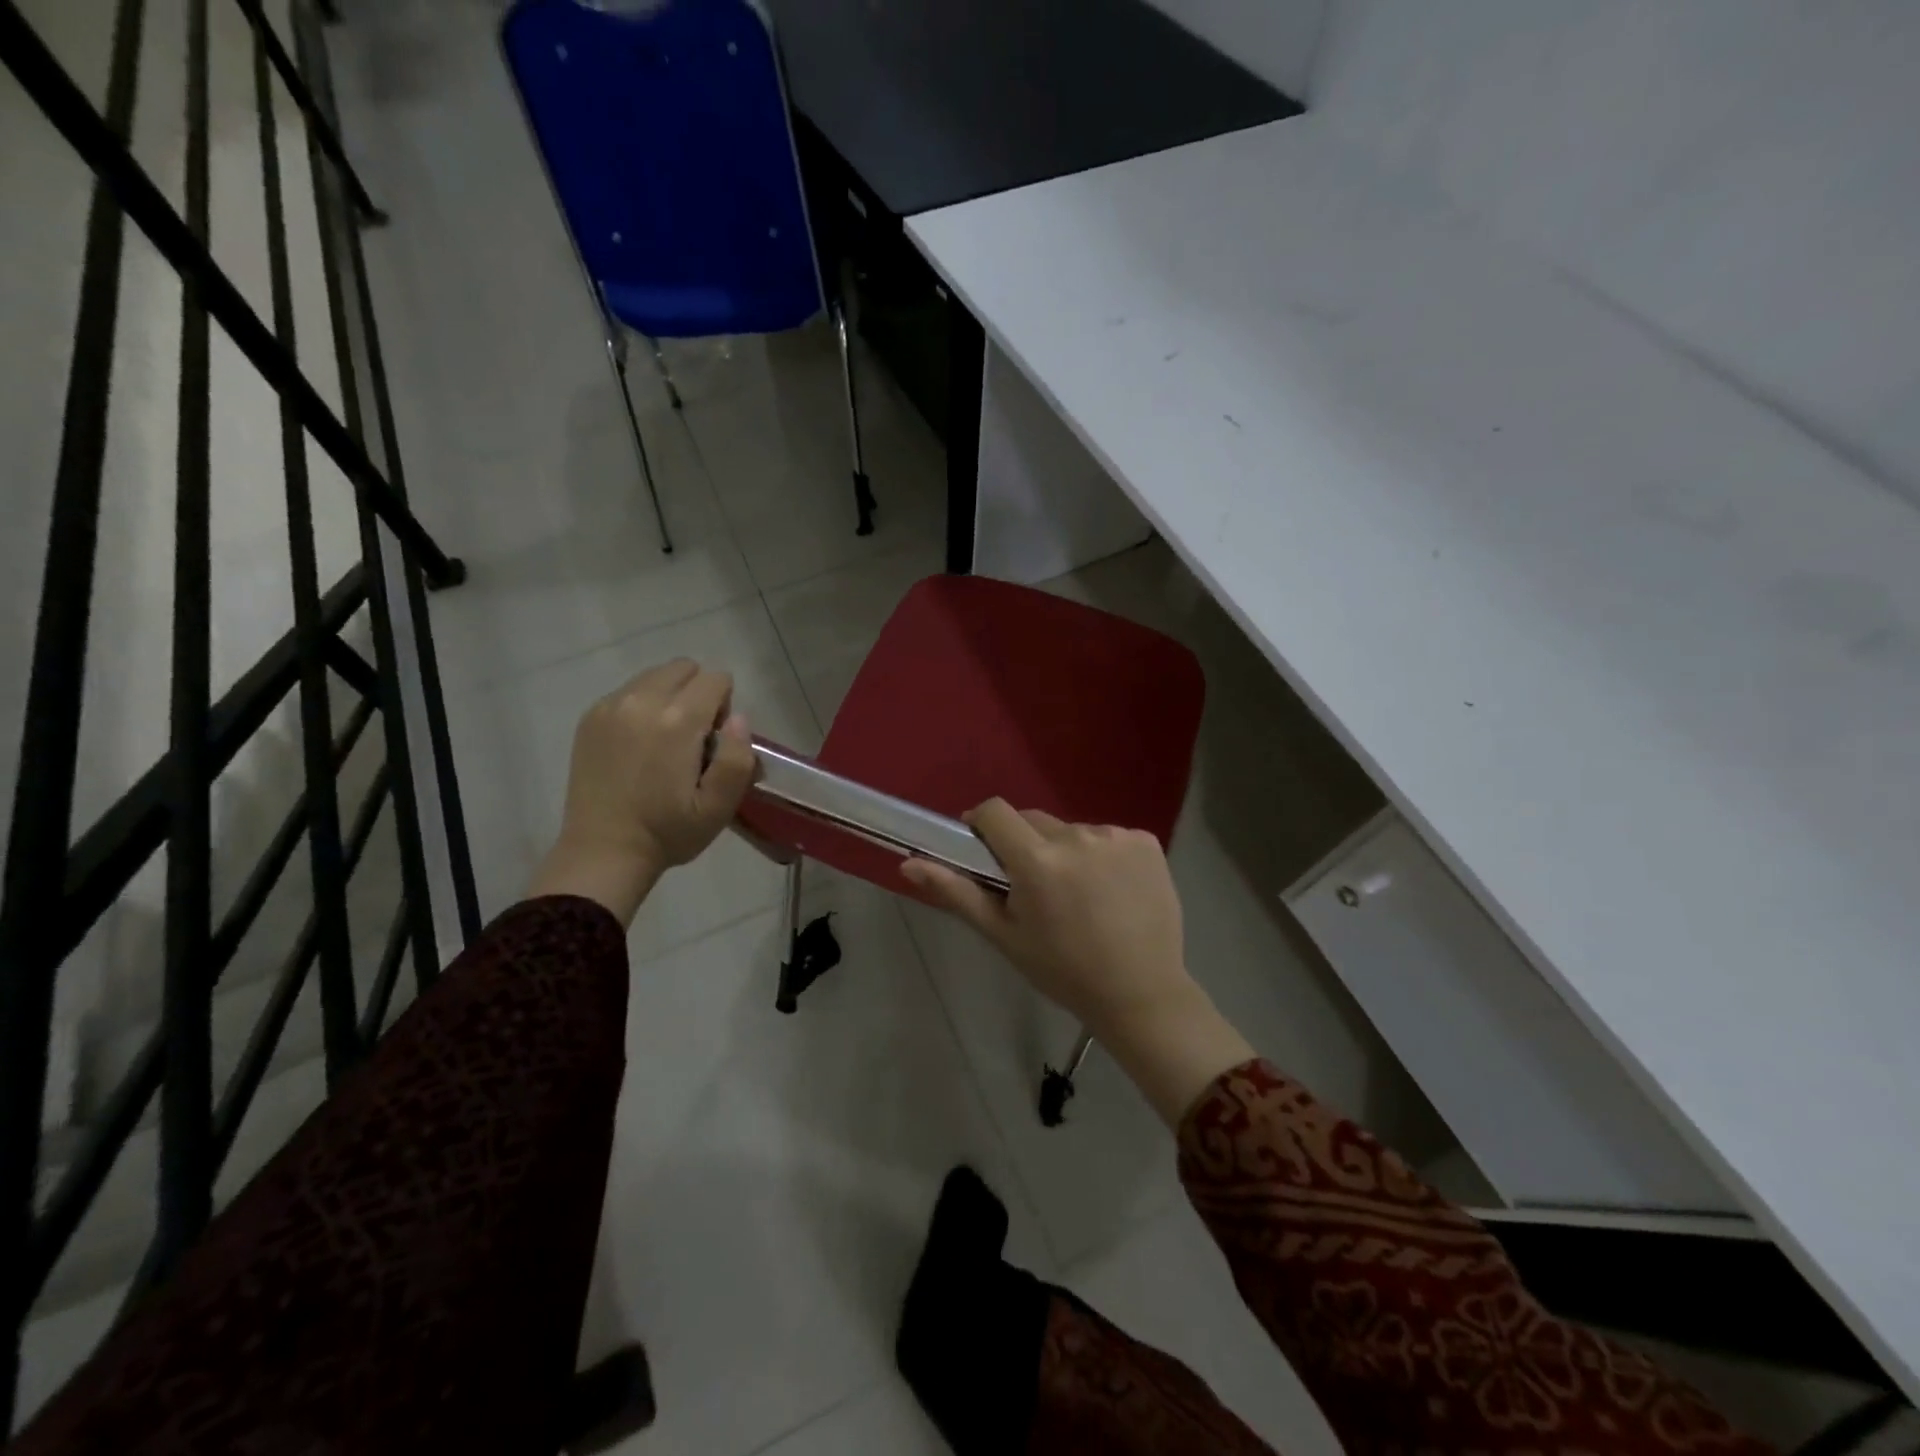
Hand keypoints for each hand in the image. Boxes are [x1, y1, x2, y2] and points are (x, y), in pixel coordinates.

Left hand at [528, 660, 756, 925]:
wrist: (603, 851)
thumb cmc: (668, 832)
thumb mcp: (719, 807)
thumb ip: (738, 758)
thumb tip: (738, 719)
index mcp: (677, 721)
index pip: (716, 679)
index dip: (725, 706)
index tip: (715, 742)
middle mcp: (642, 701)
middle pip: (685, 668)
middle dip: (698, 693)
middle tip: (693, 738)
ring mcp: (610, 706)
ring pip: (655, 676)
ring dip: (670, 697)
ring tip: (664, 741)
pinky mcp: (590, 717)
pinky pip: (628, 691)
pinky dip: (642, 706)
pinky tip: (638, 745)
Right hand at [901, 801, 1187, 1034]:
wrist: (1141, 994)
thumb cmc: (1063, 970)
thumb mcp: (1004, 935)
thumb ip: (957, 892)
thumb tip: (909, 863)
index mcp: (1037, 859)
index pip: (995, 811)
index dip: (982, 824)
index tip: (985, 850)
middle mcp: (1077, 836)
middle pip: (1034, 821)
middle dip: (1024, 845)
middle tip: (1033, 888)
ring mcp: (1116, 837)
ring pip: (1072, 831)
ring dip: (1065, 851)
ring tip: (1078, 895)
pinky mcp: (1146, 841)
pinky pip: (1109, 837)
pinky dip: (1102, 856)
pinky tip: (1111, 891)